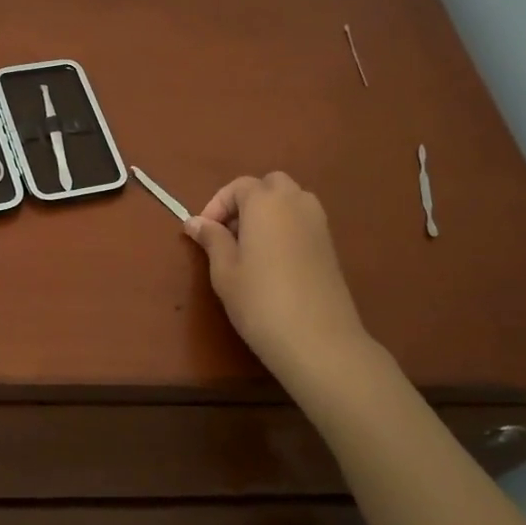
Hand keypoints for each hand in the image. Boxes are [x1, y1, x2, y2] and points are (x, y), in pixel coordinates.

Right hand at [184, 173, 375, 389]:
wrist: (318, 339)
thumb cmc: (260, 301)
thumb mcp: (224, 271)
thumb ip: (212, 239)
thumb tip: (195, 222)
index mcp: (266, 201)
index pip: (238, 186)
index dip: (217, 205)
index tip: (203, 233)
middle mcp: (296, 201)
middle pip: (269, 185)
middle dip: (246, 202)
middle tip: (229, 234)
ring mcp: (318, 222)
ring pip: (290, 201)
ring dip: (268, 212)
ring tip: (249, 247)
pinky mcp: (330, 244)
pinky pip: (303, 221)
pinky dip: (285, 228)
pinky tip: (273, 262)